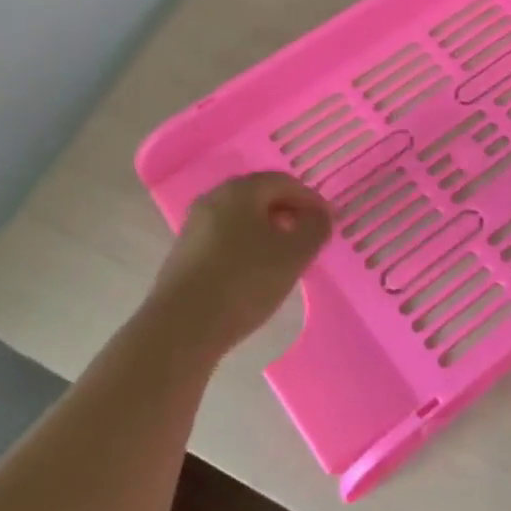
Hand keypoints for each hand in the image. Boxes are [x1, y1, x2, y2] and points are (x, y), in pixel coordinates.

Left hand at [146, 173, 331, 354]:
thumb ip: (315, 228)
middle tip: (308, 237)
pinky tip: (255, 273)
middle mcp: (213, 199)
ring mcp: (195, 227)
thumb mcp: (293, 255)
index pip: (283, 181)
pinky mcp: (184, 254)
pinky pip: (225, 239)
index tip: (328, 222)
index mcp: (240, 191)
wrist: (182, 328)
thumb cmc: (244, 282)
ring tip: (285, 258)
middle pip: (260, 196)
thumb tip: (320, 215)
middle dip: (289, 213)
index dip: (310, 199)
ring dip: (268, 231)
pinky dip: (247, 247)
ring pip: (241, 219)